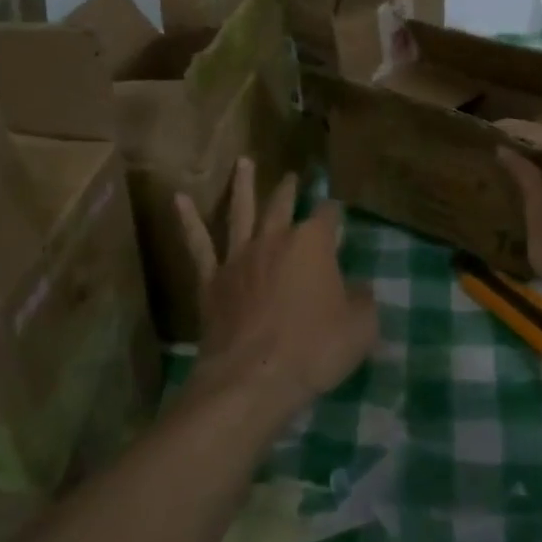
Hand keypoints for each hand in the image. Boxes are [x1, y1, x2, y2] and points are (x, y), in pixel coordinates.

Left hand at [175, 158, 377, 429]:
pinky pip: (198, 244)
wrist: (252, 378)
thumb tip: (360, 288)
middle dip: (290, 189)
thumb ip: (363, 301)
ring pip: (240, 212)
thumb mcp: (360, 328)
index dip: (334, 211)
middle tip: (293, 176)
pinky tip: (178, 199)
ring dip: (243, 186)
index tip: (337, 211)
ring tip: (243, 163)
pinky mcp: (211, 279)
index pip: (328, 215)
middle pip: (283, 204)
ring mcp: (239, 257)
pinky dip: (187, 220)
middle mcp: (274, 239)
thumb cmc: (313, 350)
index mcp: (312, 244)